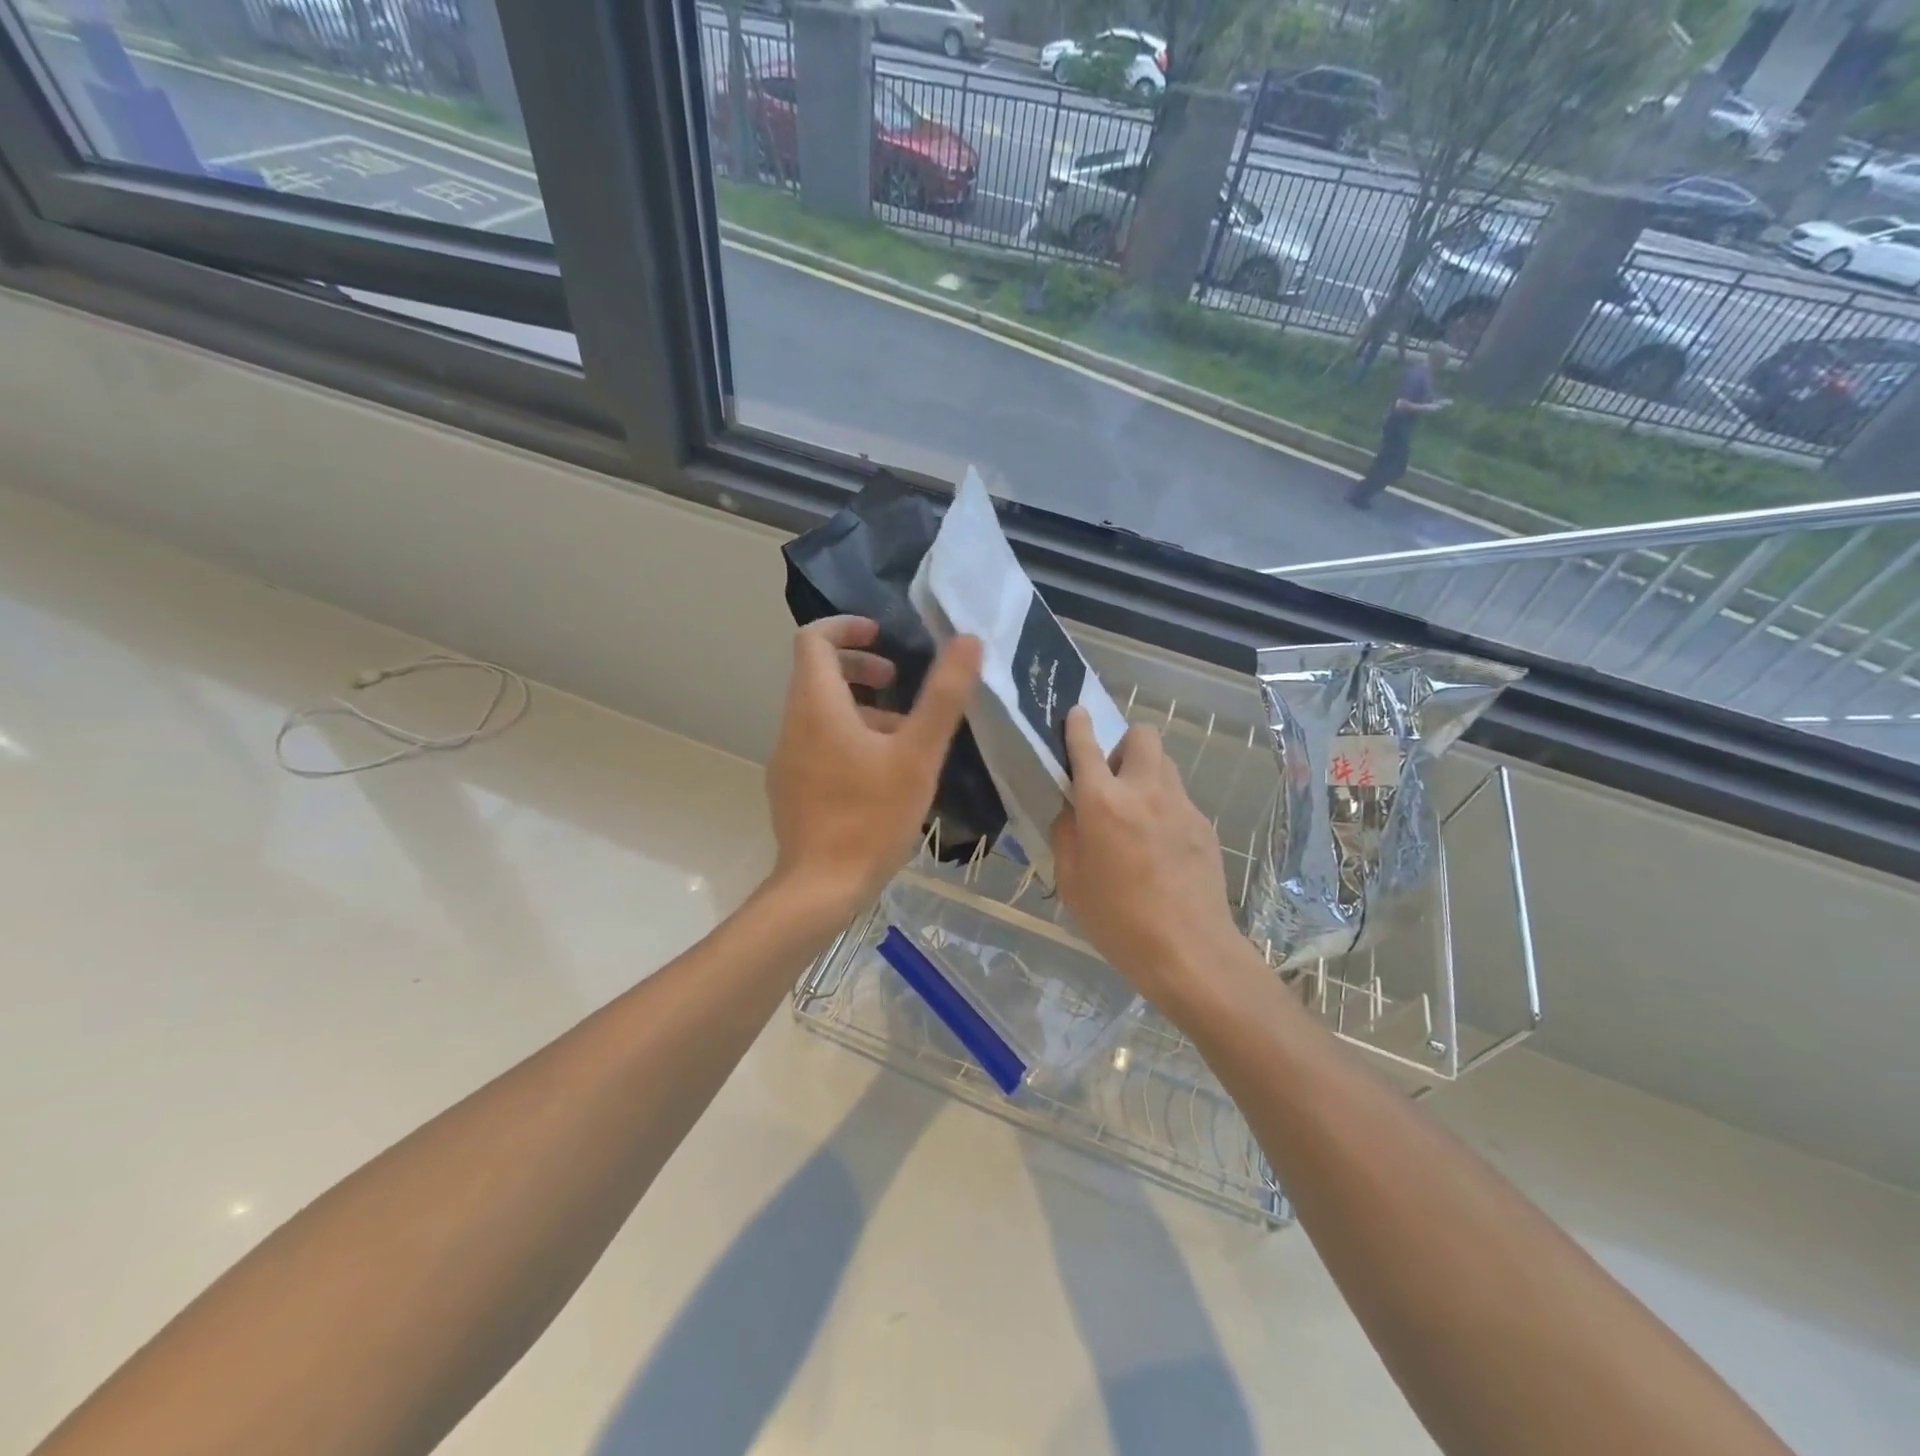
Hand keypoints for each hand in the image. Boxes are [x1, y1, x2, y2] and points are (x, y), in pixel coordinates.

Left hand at [764, 616, 980, 918]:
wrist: (821, 888)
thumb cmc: (871, 817)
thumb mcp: (918, 754)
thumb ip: (943, 696)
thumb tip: (967, 641)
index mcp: (817, 706)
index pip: (813, 640)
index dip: (847, 628)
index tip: (883, 638)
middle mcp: (793, 725)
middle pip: (816, 674)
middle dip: (859, 668)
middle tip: (898, 682)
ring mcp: (787, 759)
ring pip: (819, 712)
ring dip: (859, 708)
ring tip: (904, 734)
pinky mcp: (791, 787)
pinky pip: (816, 743)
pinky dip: (846, 737)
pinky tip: (882, 773)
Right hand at [1049, 707, 1243, 1009]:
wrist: (1189, 952)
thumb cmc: (1118, 921)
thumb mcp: (1071, 881)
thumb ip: (1067, 834)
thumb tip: (1072, 811)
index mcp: (1103, 802)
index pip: (1087, 746)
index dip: (1078, 725)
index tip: (1076, 713)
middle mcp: (1144, 791)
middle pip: (1142, 735)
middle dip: (1124, 744)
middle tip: (1112, 778)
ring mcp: (1181, 805)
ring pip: (1164, 763)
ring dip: (1146, 772)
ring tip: (1136, 811)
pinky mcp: (1204, 825)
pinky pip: (1179, 797)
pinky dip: (1164, 805)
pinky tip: (1159, 845)